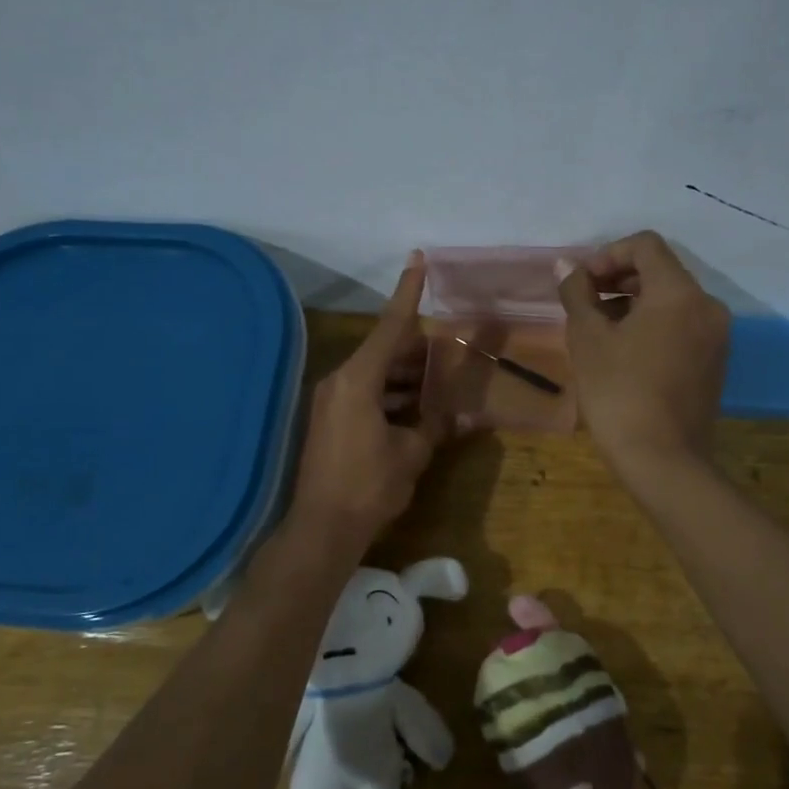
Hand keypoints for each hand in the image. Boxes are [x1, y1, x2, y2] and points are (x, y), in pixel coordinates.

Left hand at [288, 252, 450, 549]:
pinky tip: (417, 408)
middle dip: (416, 349)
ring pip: (375, 374)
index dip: (407, 293)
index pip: (390, 327)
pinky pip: (365, 394)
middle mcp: (339, 382)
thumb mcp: (411, 453)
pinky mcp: (329, 421)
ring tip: (439, 379)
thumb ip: (436, 426)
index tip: (418, 260)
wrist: (322, 528)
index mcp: (358, 380)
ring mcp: (331, 402)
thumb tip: (466, 417)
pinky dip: (390, 395)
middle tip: (449, 347)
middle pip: (383, 350)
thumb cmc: (369, 485)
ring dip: (405, 376)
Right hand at [556, 231, 728, 486]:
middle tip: (584, 305)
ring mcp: (716, 337)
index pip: (645, 245)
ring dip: (633, 304)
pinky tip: (624, 354)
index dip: (607, 254)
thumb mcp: (588, 339)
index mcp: (679, 292)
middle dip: (618, 280)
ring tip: (599, 332)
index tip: (581, 283)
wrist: (663, 460)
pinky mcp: (714, 363)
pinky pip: (681, 327)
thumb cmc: (619, 392)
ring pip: (671, 301)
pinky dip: (652, 327)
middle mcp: (707, 306)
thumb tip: (567, 266)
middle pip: (660, 272)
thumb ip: (577, 293)